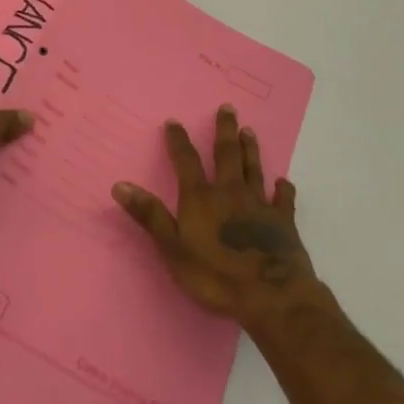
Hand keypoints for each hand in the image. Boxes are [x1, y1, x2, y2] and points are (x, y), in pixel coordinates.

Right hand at [112, 105, 317, 326]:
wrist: (271, 296)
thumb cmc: (216, 276)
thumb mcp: (173, 248)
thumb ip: (150, 215)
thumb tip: (119, 184)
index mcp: (201, 198)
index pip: (186, 161)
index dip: (179, 141)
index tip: (175, 121)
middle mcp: (230, 193)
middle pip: (226, 155)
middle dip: (225, 130)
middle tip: (228, 108)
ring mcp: (259, 205)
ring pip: (253, 169)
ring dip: (250, 149)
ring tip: (249, 131)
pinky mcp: (283, 223)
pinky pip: (283, 200)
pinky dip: (283, 189)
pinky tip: (284, 182)